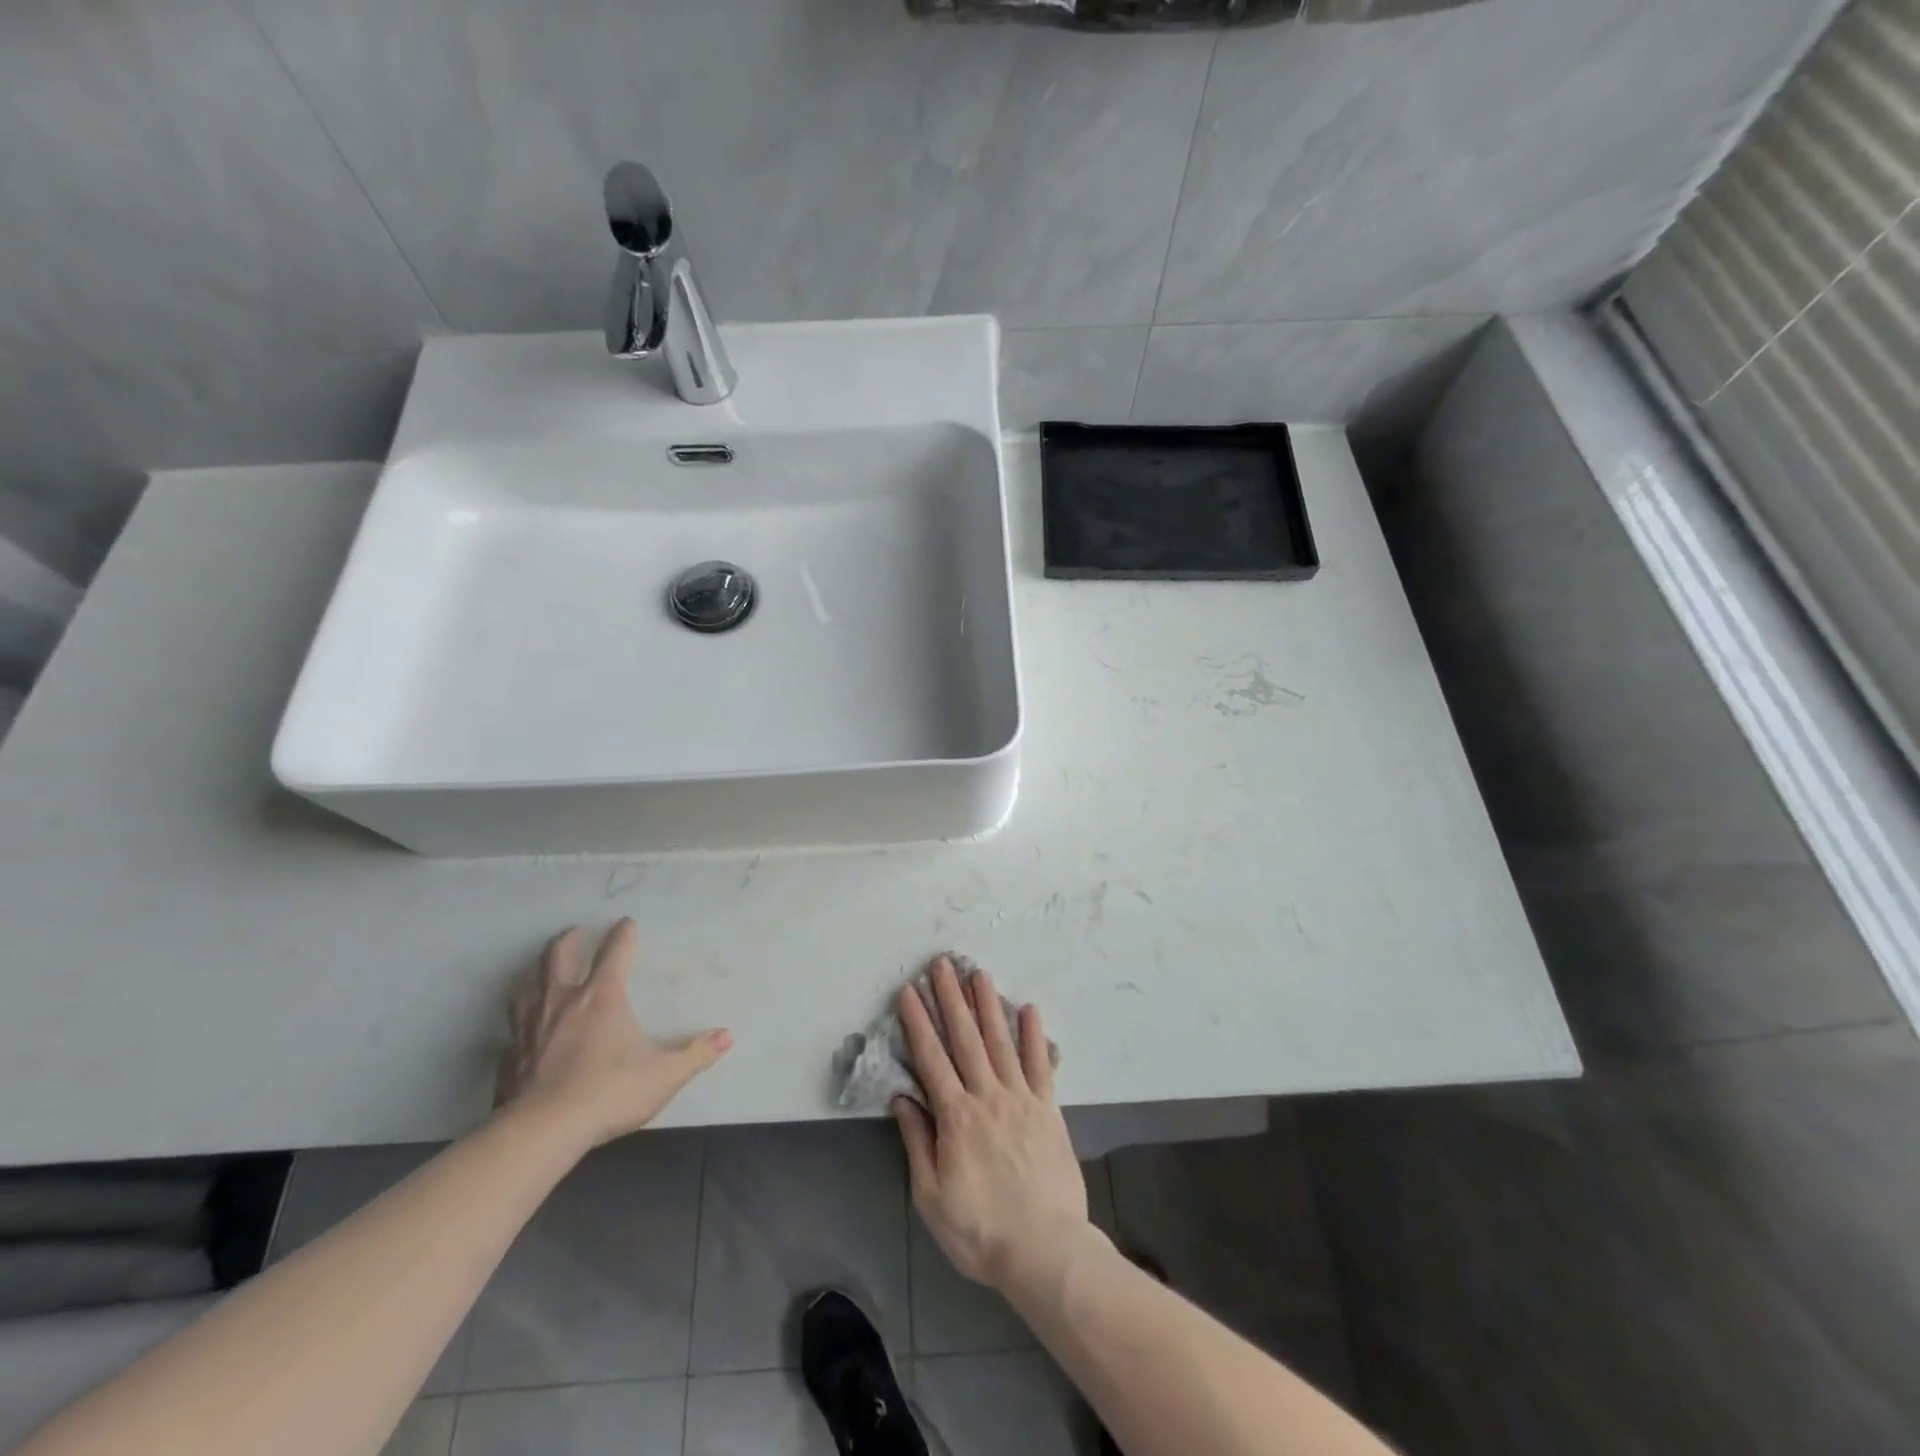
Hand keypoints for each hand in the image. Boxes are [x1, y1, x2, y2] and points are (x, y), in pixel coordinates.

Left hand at [496, 918, 730, 1149]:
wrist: (541, 1132)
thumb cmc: (608, 1092)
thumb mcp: (664, 1075)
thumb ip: (696, 1054)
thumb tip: (727, 1037)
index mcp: (602, 997)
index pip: (615, 952)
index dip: (623, 934)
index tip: (627, 922)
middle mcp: (563, 1002)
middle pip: (558, 957)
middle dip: (568, 941)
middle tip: (574, 933)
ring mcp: (530, 1028)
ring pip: (526, 987)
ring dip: (534, 973)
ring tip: (540, 971)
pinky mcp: (508, 1058)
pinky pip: (511, 1032)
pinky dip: (518, 1024)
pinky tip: (521, 1033)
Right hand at [893, 955, 1092, 1295]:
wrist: (1045, 1251)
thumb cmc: (980, 1230)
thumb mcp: (932, 1196)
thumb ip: (918, 1141)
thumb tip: (902, 1097)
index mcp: (956, 1117)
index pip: (930, 1059)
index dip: (918, 1023)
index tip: (909, 991)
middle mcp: (987, 1096)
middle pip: (965, 1039)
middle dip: (950, 998)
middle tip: (942, 964)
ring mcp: (1021, 1099)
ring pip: (1000, 1042)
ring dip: (988, 1005)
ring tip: (978, 973)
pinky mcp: (1049, 1109)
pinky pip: (1041, 1065)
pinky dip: (1034, 1036)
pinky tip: (1028, 1009)